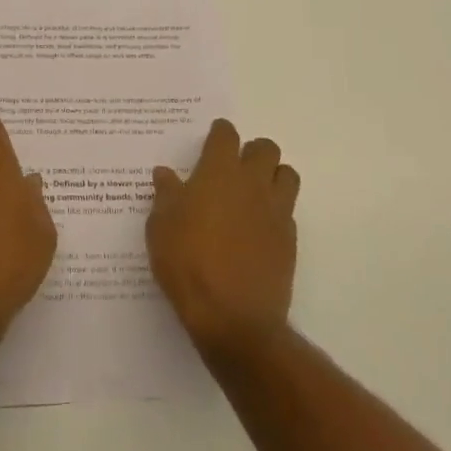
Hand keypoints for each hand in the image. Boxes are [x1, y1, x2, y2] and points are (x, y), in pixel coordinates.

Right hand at [147, 119, 298, 358]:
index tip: (212, 141)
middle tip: (233, 169)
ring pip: (287, 174)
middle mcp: (252, 183)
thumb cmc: (187, 264)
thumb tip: (165, 173)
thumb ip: (166, 195)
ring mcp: (276, 210)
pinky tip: (258, 229)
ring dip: (272, 176)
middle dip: (251, 151)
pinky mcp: (290, 239)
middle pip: (265, 148)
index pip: (226, 135)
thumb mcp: (161, 227)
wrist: (233, 317)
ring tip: (253, 193)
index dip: (219, 134)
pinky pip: (288, 210)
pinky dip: (276, 211)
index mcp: (219, 172)